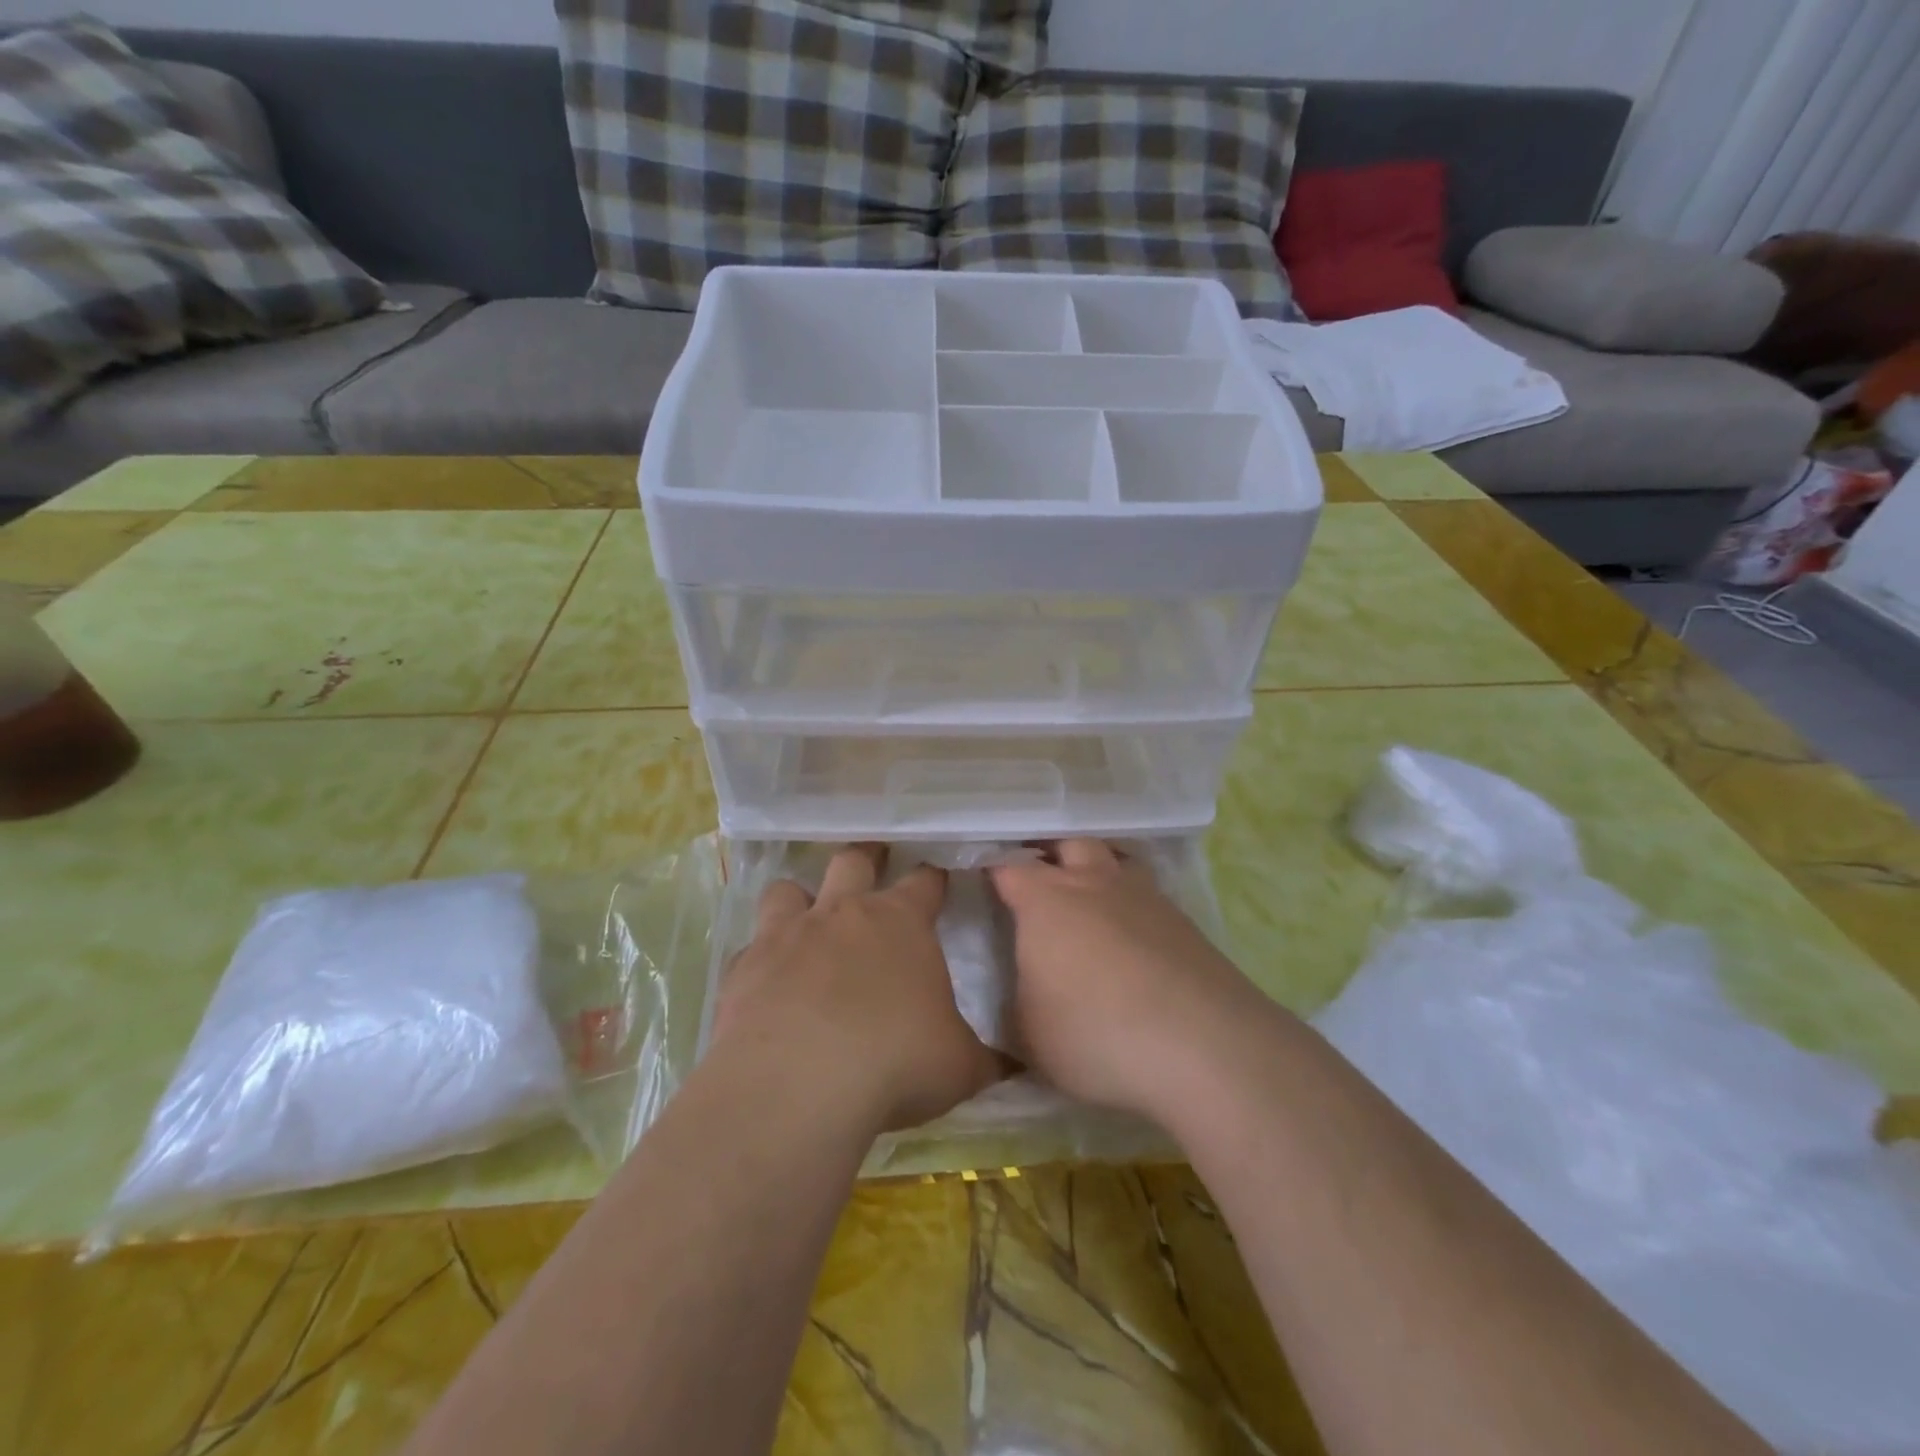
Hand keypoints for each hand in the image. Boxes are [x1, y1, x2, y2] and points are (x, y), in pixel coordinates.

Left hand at [712, 845, 1002, 1131]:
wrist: (798, 1084)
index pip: (924, 882)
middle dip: (866, 857)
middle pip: (854, 861)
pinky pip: (751, 948)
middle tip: (873, 860)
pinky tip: (768, 984)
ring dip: (800, 898)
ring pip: (788, 890)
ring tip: (807, 917)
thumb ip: (984, 1058)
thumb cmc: (896, 1061)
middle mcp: (843, 913)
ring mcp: (788, 934)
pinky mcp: (744, 968)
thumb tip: (1013, 1064)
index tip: (938, 879)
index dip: (933, 879)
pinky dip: (762, 958)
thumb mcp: (958, 1066)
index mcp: (900, 922)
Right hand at [990, 840, 1264, 1117]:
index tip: (979, 882)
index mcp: (1046, 901)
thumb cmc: (1095, 1034)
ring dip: (1096, 872)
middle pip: (1068, 844)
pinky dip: (1132, 907)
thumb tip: (1018, 995)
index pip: (1007, 867)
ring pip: (1115, 861)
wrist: (1203, 1046)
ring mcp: (1144, 897)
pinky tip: (1132, 939)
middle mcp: (1094, 883)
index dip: (991, 871)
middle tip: (1037, 879)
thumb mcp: (1029, 1037)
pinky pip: (1147, 897)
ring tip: (1088, 902)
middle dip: (1049, 854)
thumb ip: (1014, 1006)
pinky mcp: (1183, 922)